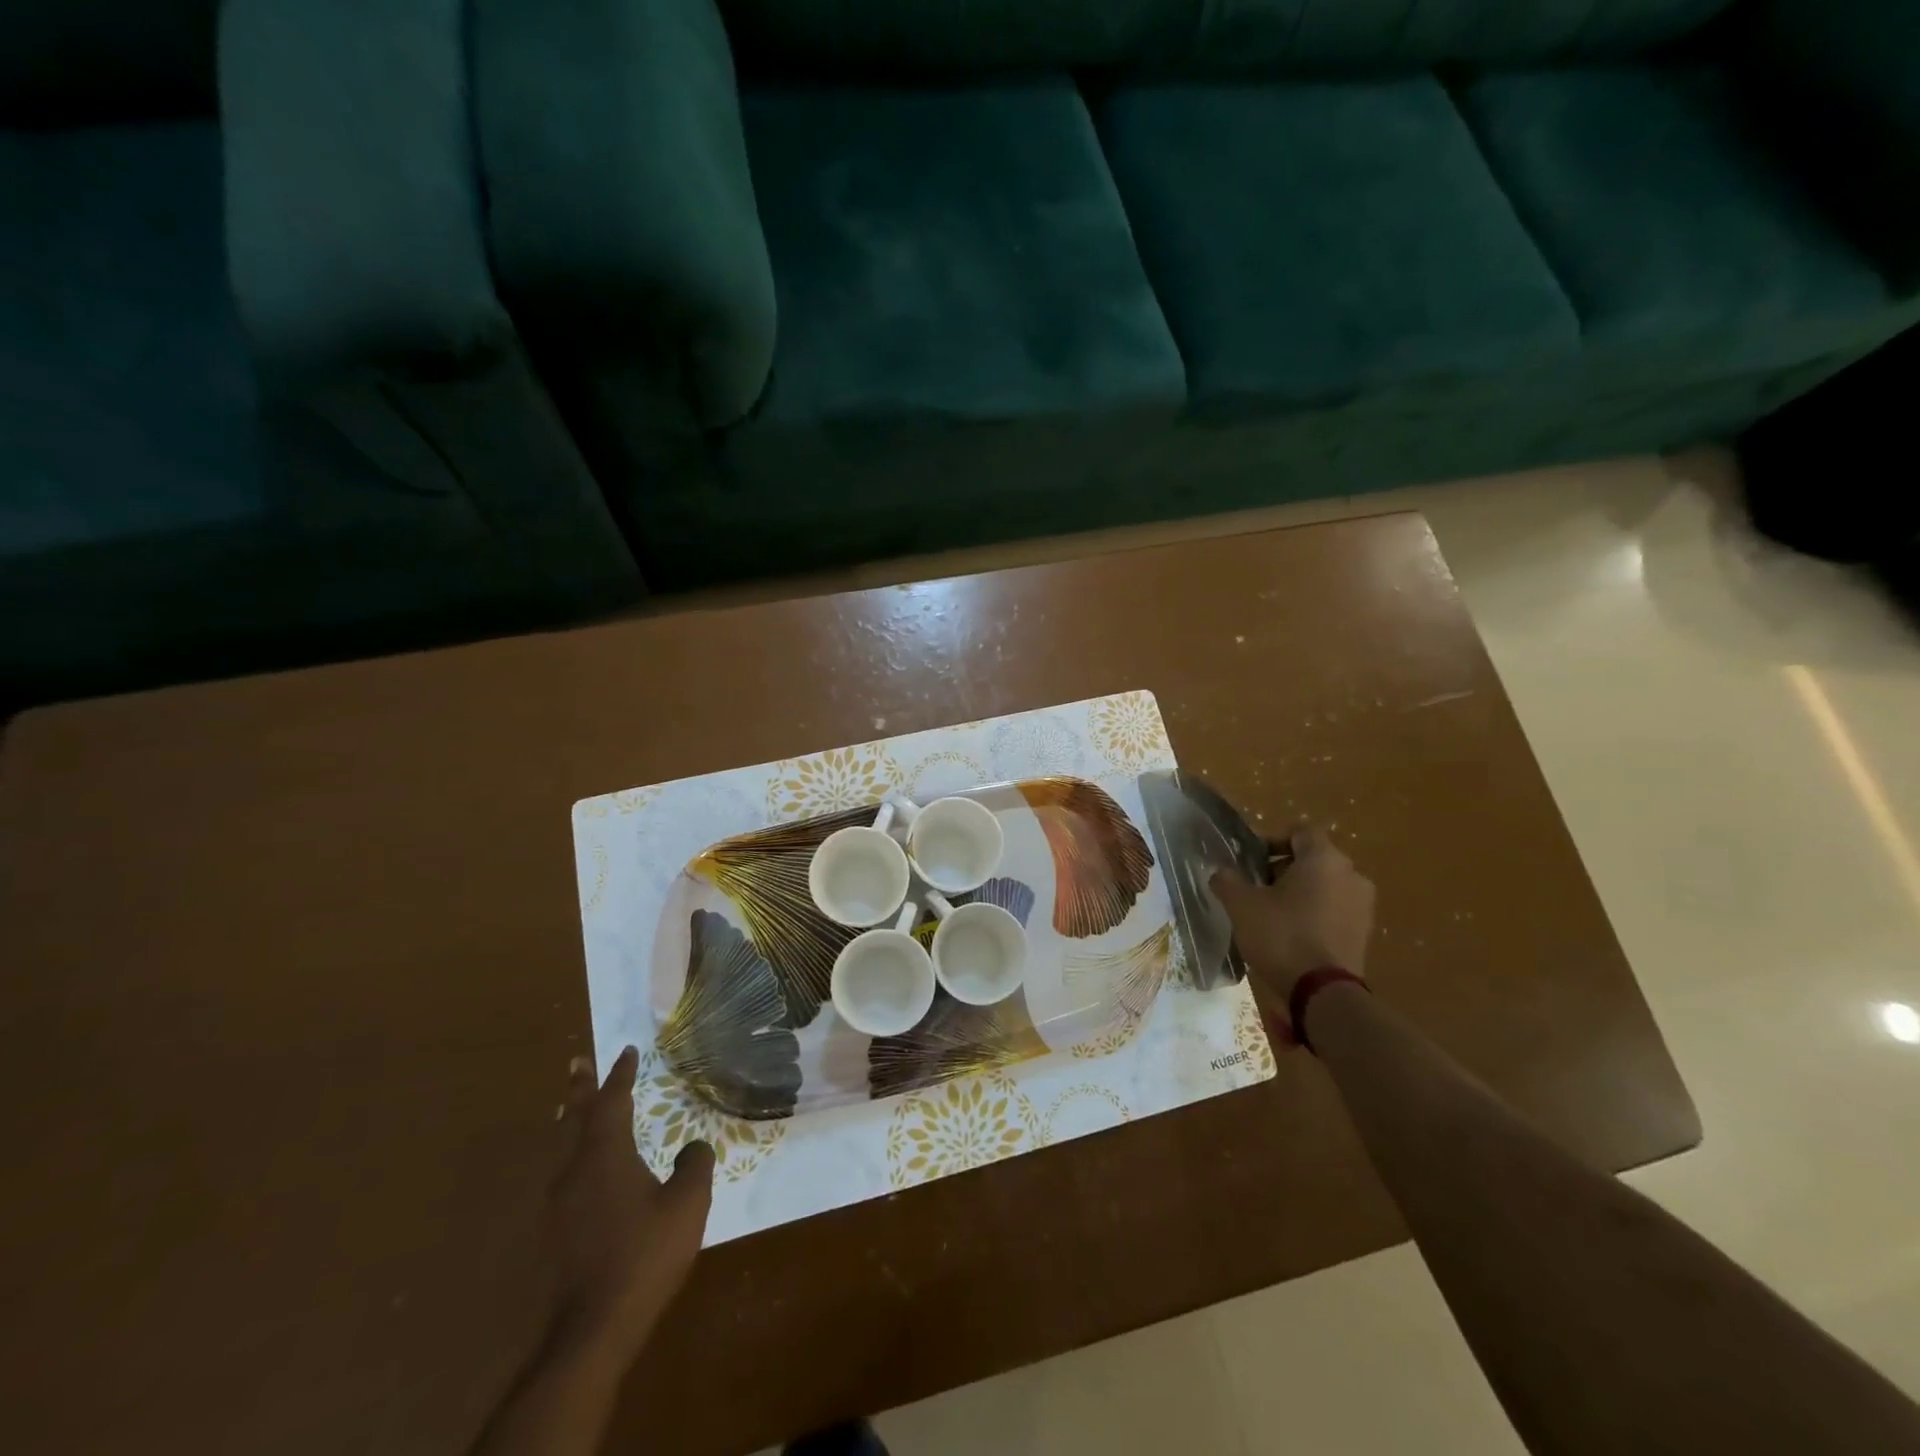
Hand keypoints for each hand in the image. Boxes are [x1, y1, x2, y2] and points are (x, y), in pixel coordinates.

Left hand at [546, 1047, 713, 1358]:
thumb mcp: (687, 1204)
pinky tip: (578, 1170)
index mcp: (606, 1155)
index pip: (612, 1102)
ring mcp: (559, 1204)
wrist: (592, 1329)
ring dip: (568, 1120)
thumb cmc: (644, 1255)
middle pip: (573, 1118)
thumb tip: (693, 1147)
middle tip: (576, 1062)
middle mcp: (575, 1170)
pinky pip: (562, 1175)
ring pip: (562, 1147)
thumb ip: (695, 1165)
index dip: (620, 1075)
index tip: (627, 1051)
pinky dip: (569, 1154)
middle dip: (579, 1089)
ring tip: (568, 1107)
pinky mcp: (554, 1233)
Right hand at [1210, 824, 1375, 1000]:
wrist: (1323, 993)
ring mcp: (1363, 905)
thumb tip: (1220, 871)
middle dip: (1282, 868)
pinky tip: (1290, 933)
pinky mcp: (1364, 933)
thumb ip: (1227, 880)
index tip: (1251, 860)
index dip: (1272, 840)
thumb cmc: (1281, 936)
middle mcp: (1351, 875)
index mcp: (1324, 859)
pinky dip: (1314, 913)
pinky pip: (1335, 909)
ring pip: (1325, 885)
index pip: (1300, 832)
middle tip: (1255, 887)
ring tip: (1270, 912)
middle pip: (1313, 859)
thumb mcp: (1241, 904)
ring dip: (1299, 892)